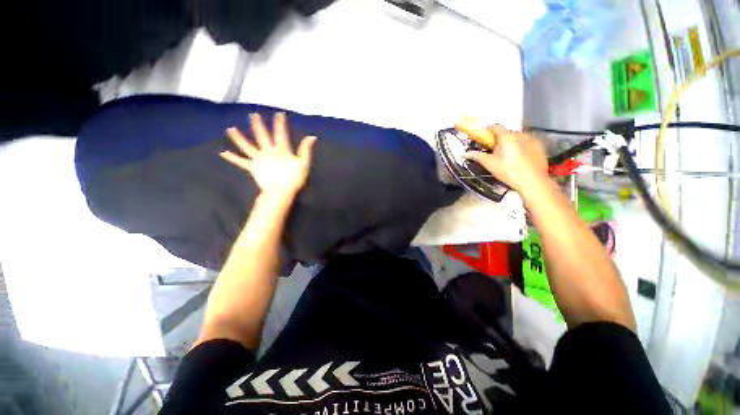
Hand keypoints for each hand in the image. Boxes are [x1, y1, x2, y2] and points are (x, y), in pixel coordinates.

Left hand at [221, 112, 316, 198]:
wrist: (281, 192)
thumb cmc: (294, 178)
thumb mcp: (303, 163)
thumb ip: (305, 149)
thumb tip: (311, 136)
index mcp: (281, 150)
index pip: (281, 133)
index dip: (280, 123)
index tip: (279, 114)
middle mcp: (268, 151)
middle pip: (261, 136)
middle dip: (258, 125)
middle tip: (253, 115)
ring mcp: (258, 159)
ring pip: (246, 146)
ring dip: (238, 137)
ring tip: (230, 129)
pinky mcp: (252, 167)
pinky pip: (241, 161)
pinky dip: (232, 157)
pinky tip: (223, 152)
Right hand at [462, 124, 547, 192]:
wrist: (533, 182)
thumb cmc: (509, 172)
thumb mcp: (490, 165)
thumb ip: (478, 156)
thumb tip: (466, 154)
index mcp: (507, 137)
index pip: (496, 126)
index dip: (489, 132)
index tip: (485, 140)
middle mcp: (521, 134)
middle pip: (507, 133)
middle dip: (501, 141)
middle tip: (496, 153)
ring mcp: (533, 140)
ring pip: (518, 138)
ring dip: (512, 144)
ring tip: (510, 158)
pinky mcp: (540, 147)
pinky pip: (528, 143)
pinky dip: (523, 148)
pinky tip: (521, 160)